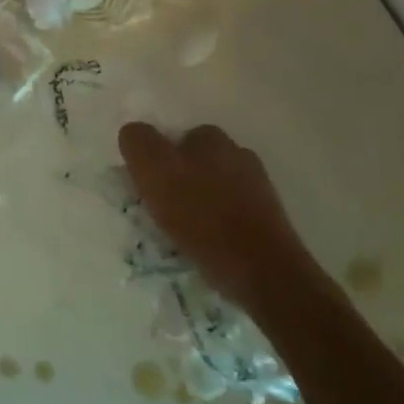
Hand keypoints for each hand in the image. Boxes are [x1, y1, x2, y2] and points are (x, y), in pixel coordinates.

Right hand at [118, 122, 320, 318]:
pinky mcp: (268, 219)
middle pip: (195, 162)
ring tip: (182, 233)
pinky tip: (207, 245)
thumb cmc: (202, 217)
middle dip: (178, 180)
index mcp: (210, 138)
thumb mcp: (154, 170)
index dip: (156, 160)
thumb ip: (138, 142)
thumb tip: (134, 133)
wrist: (262, 271)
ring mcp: (258, 187)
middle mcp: (238, 154)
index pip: (173, 138)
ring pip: (213, 188)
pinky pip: (230, 213)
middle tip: (161, 211)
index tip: (148, 188)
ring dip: (197, 203)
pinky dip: (216, 224)